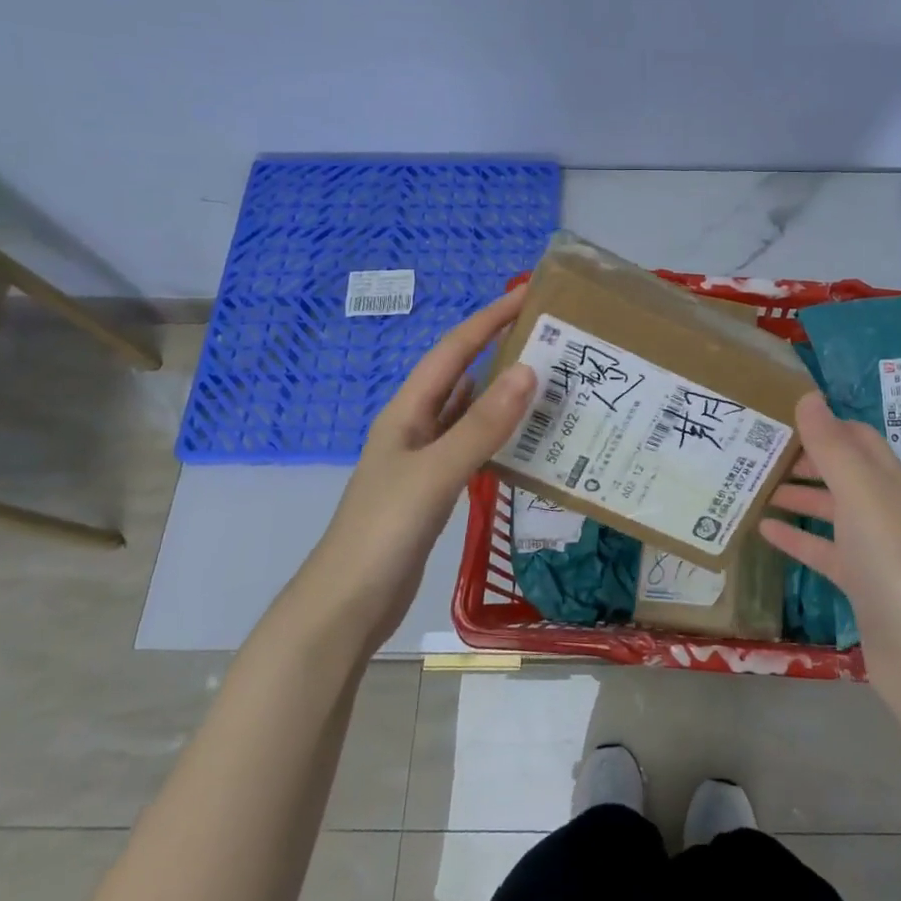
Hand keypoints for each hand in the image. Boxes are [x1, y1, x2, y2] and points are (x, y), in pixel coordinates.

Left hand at [288, 286, 538, 647]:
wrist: (349, 604)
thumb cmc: (384, 530)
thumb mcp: (436, 472)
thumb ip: (482, 424)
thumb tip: (528, 370)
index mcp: (407, 412)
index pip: (452, 352)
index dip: (487, 320)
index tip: (526, 296)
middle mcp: (415, 427)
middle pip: (462, 377)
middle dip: (500, 352)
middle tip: (551, 342)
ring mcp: (424, 460)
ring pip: (470, 414)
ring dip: (504, 396)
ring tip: (551, 383)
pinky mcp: (435, 490)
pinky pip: (474, 448)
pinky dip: (500, 437)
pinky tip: (528, 440)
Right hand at [762, 391, 900, 674]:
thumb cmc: (891, 558)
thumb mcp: (860, 492)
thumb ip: (831, 445)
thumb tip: (808, 395)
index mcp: (888, 479)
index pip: (856, 437)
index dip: (822, 424)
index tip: (778, 417)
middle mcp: (883, 507)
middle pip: (840, 471)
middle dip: (803, 458)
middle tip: (755, 451)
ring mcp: (872, 547)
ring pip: (829, 509)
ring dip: (795, 495)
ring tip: (751, 486)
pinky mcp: (859, 583)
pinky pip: (822, 549)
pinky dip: (795, 537)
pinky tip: (763, 530)